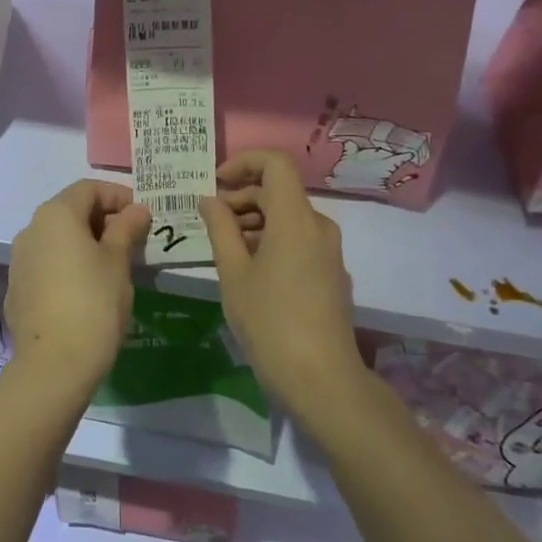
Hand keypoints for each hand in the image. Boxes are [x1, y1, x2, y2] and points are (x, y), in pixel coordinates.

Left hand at [5, 179, 149, 391]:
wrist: (54, 363)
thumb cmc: (94, 303)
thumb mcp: (118, 262)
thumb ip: (126, 229)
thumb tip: (136, 210)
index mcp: (56, 215)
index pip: (88, 189)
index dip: (117, 196)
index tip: (141, 216)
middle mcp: (31, 230)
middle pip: (70, 211)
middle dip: (102, 219)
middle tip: (131, 240)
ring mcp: (19, 261)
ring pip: (56, 239)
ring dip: (84, 243)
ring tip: (112, 265)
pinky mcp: (17, 289)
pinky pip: (46, 264)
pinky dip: (67, 265)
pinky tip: (86, 289)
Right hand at [199, 151, 364, 420]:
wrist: (322, 379)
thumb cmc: (270, 322)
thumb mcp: (233, 274)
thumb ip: (220, 229)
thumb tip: (210, 200)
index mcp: (295, 218)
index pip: (276, 163)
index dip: (244, 162)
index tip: (216, 183)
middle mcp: (319, 226)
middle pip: (279, 191)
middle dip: (242, 197)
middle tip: (210, 222)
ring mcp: (329, 251)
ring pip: (289, 217)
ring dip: (255, 221)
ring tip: (224, 248)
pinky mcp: (331, 273)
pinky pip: (299, 239)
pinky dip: (272, 240)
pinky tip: (250, 269)